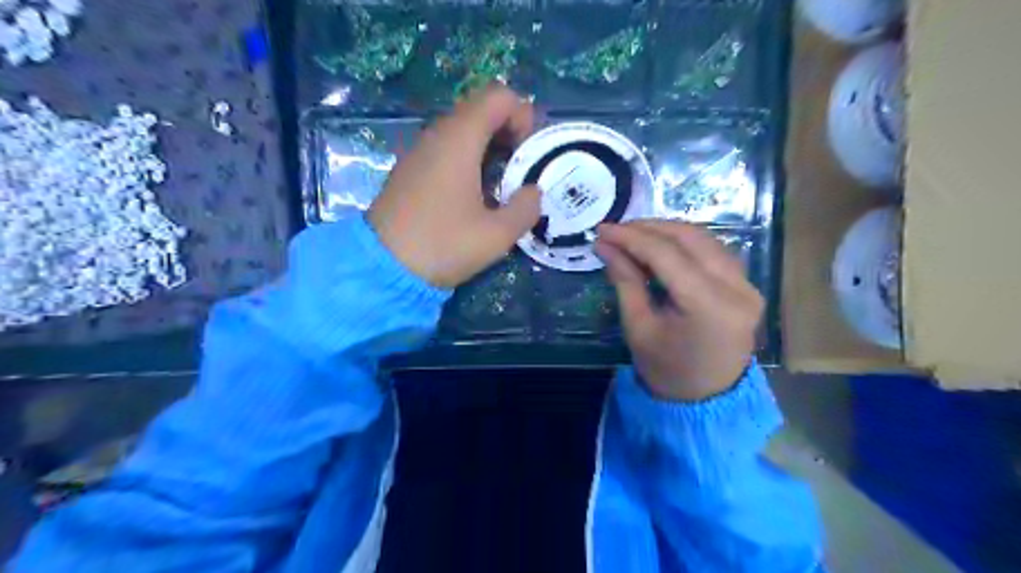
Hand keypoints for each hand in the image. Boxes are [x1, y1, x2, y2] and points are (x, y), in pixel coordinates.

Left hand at [367, 85, 541, 288]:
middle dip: (509, 131)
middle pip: (480, 109)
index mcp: (459, 139)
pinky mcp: (410, 170)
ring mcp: (419, 151)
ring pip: (462, 130)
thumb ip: (526, 208)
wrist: (382, 267)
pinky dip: (469, 158)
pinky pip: (446, 148)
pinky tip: (475, 193)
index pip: (497, 96)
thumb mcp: (496, 235)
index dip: (522, 115)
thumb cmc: (443, 245)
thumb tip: (533, 192)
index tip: (529, 152)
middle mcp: (437, 135)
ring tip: (503, 182)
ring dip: (489, 146)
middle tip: (522, 167)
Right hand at [600, 220, 755, 402]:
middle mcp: (737, 288)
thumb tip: (606, 245)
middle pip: (690, 238)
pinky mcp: (747, 286)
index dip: (631, 237)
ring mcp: (748, 285)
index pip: (666, 255)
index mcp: (709, 305)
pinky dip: (685, 243)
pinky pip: (714, 251)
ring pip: (705, 239)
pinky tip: (661, 246)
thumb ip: (625, 281)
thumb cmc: (667, 370)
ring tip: (634, 235)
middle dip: (649, 228)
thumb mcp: (639, 328)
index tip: (602, 229)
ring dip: (667, 232)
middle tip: (616, 230)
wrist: (707, 400)